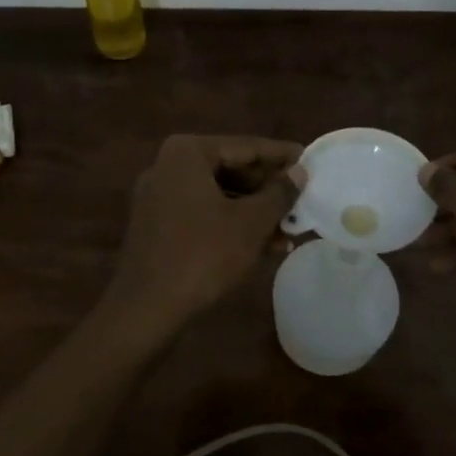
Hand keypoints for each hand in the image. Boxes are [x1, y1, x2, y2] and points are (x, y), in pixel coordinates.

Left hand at [108, 134, 301, 332]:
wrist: (146, 308)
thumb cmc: (203, 255)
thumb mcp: (251, 223)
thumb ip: (279, 193)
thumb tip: (299, 171)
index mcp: (187, 153)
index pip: (245, 147)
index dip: (281, 156)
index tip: (309, 159)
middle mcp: (168, 165)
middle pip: (230, 169)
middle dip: (268, 189)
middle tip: (301, 199)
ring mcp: (158, 195)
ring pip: (218, 194)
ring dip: (253, 211)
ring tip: (289, 230)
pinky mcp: (157, 224)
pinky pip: (202, 213)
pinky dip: (231, 223)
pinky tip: (262, 245)